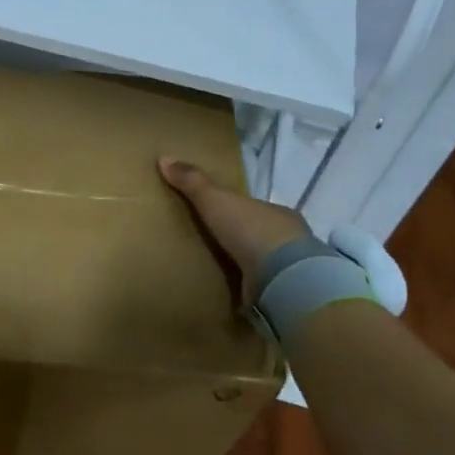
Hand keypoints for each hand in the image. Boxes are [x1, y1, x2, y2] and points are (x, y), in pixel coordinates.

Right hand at [158, 155, 309, 285]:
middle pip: (260, 236)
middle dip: (241, 241)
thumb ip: (193, 182)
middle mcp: (288, 239)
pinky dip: (250, 291)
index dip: (238, 211)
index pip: (255, 209)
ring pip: (264, 265)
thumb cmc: (251, 230)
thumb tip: (163, 157)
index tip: (220, 217)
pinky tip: (232, 296)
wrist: (283, 278)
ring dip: (246, 268)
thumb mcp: (215, 200)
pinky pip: (263, 290)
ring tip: (219, 274)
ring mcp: (290, 270)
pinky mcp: (285, 295)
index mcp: (276, 213)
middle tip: (214, 247)